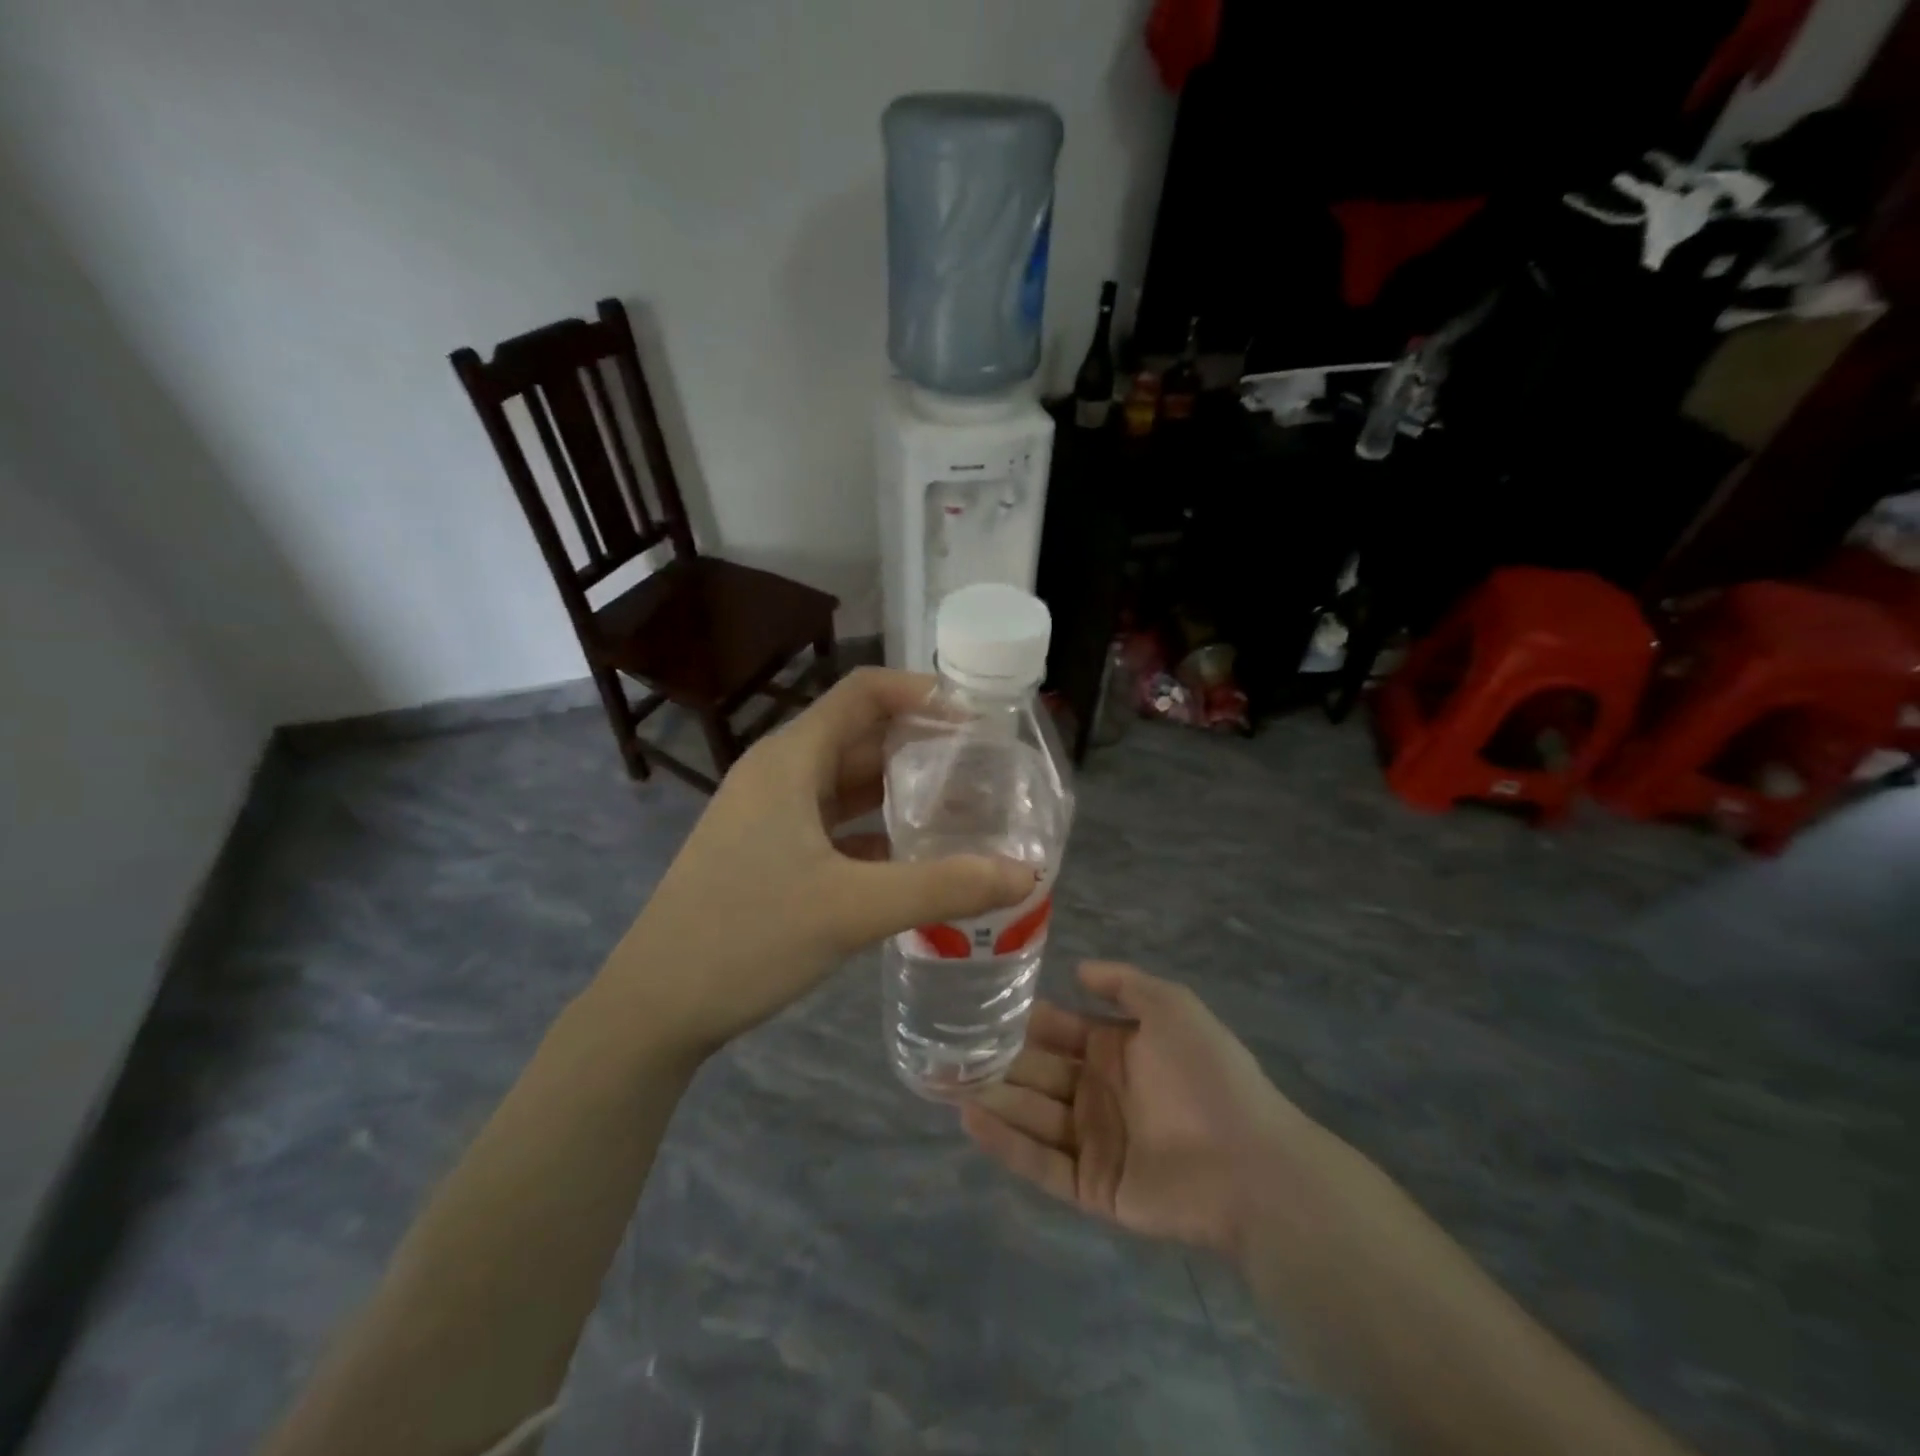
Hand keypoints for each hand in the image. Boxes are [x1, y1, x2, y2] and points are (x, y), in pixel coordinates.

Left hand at [597, 668, 1035, 1060]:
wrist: (654, 1006)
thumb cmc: (746, 937)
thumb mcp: (852, 909)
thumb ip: (943, 886)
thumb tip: (1027, 874)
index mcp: (791, 759)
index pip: (865, 692)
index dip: (923, 693)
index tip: (979, 717)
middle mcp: (780, 773)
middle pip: (861, 736)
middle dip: (923, 746)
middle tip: (986, 769)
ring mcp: (770, 814)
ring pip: (848, 783)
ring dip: (901, 790)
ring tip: (963, 808)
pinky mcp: (769, 852)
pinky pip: (834, 822)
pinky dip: (876, 829)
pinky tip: (916, 856)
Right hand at [962, 961, 1333, 1258]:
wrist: (1251, 1163)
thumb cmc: (1208, 1074)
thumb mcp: (1172, 1006)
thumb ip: (1124, 983)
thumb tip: (1078, 968)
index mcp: (1115, 1050)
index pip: (1057, 1030)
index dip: (1022, 1020)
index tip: (979, 1008)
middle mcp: (1098, 1092)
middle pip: (1037, 1073)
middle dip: (995, 1061)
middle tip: (944, 1050)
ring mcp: (1093, 1141)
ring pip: (1032, 1115)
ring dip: (992, 1098)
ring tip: (943, 1082)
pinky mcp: (1092, 1186)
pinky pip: (1041, 1163)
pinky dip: (1006, 1143)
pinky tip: (970, 1119)